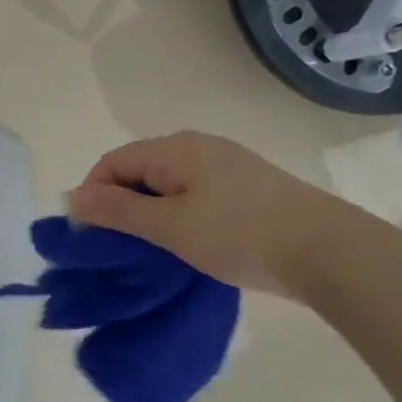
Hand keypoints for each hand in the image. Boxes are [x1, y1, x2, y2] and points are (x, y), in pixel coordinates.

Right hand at [65, 132, 369, 299]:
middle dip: (120, 207)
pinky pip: (194, 197)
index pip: (113, 163)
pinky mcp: (247, 190)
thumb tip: (70, 198)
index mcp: (175, 148)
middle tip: (118, 249)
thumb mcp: (168, 226)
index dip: (93, 195)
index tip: (91, 237)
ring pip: (167, 187)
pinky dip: (178, 219)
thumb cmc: (239, 234)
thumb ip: (116, 211)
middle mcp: (198, 148)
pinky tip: (185, 246)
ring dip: (149, 216)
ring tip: (150, 252)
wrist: (330, 253)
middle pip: (139, 172)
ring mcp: (226, 167)